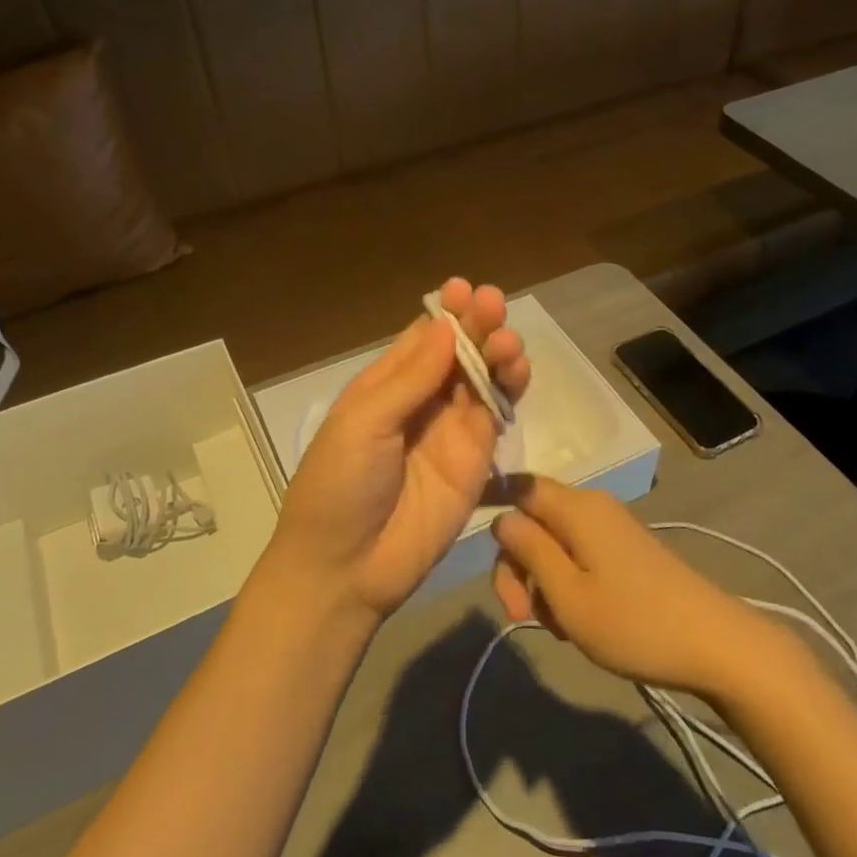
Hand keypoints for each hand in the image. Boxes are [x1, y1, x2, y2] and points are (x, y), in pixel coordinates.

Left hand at [267, 279, 529, 620]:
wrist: (347, 567)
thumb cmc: (339, 485)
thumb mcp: (364, 423)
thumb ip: (410, 378)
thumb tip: (445, 326)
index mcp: (385, 386)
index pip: (422, 338)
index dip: (446, 312)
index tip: (464, 290)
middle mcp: (421, 401)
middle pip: (458, 352)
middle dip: (477, 324)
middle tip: (493, 304)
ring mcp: (451, 430)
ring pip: (483, 378)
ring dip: (498, 352)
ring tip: (507, 340)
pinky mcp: (476, 459)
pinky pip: (496, 415)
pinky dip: (509, 389)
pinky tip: (518, 369)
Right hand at [491, 477, 769, 697]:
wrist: (715, 645)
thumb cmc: (633, 622)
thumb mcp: (567, 594)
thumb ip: (529, 551)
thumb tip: (502, 519)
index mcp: (576, 508)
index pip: (519, 486)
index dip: (495, 510)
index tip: (482, 556)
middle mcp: (593, 506)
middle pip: (534, 520)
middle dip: (519, 565)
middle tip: (520, 615)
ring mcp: (612, 528)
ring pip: (555, 543)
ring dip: (544, 582)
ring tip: (558, 626)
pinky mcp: (626, 551)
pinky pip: (579, 556)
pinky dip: (568, 585)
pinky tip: (579, 620)